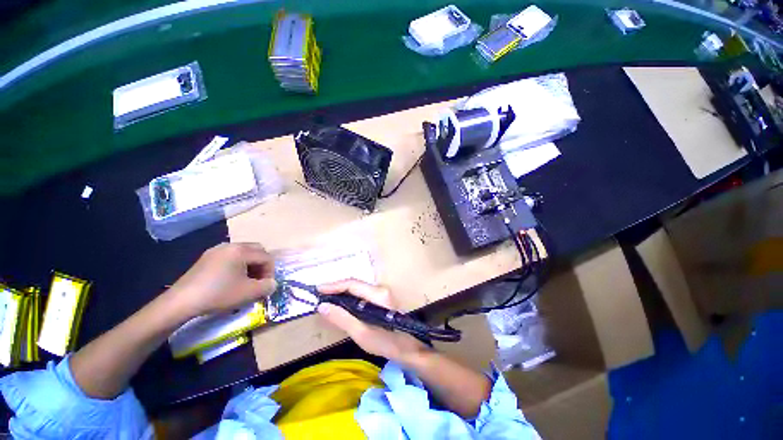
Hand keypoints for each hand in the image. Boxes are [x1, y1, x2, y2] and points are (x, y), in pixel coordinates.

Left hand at [167, 243, 276, 316]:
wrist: (181, 302)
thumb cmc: (218, 294)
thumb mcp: (248, 293)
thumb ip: (267, 286)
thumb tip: (272, 283)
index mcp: (241, 250)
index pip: (266, 257)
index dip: (270, 272)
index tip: (265, 286)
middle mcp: (230, 245)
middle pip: (257, 251)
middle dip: (262, 266)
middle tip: (258, 281)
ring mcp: (216, 250)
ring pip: (243, 254)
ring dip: (250, 266)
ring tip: (245, 282)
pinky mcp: (206, 258)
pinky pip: (230, 257)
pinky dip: (237, 266)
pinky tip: (231, 280)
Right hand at [317, 279, 427, 365]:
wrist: (410, 349)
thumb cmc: (387, 343)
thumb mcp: (362, 334)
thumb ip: (342, 318)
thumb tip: (322, 306)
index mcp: (378, 294)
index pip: (352, 284)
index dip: (334, 285)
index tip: (318, 289)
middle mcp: (381, 289)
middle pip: (355, 284)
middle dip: (336, 288)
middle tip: (319, 295)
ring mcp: (383, 294)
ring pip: (358, 289)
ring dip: (342, 293)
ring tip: (327, 299)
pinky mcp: (382, 300)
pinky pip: (362, 295)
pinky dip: (350, 298)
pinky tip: (342, 305)